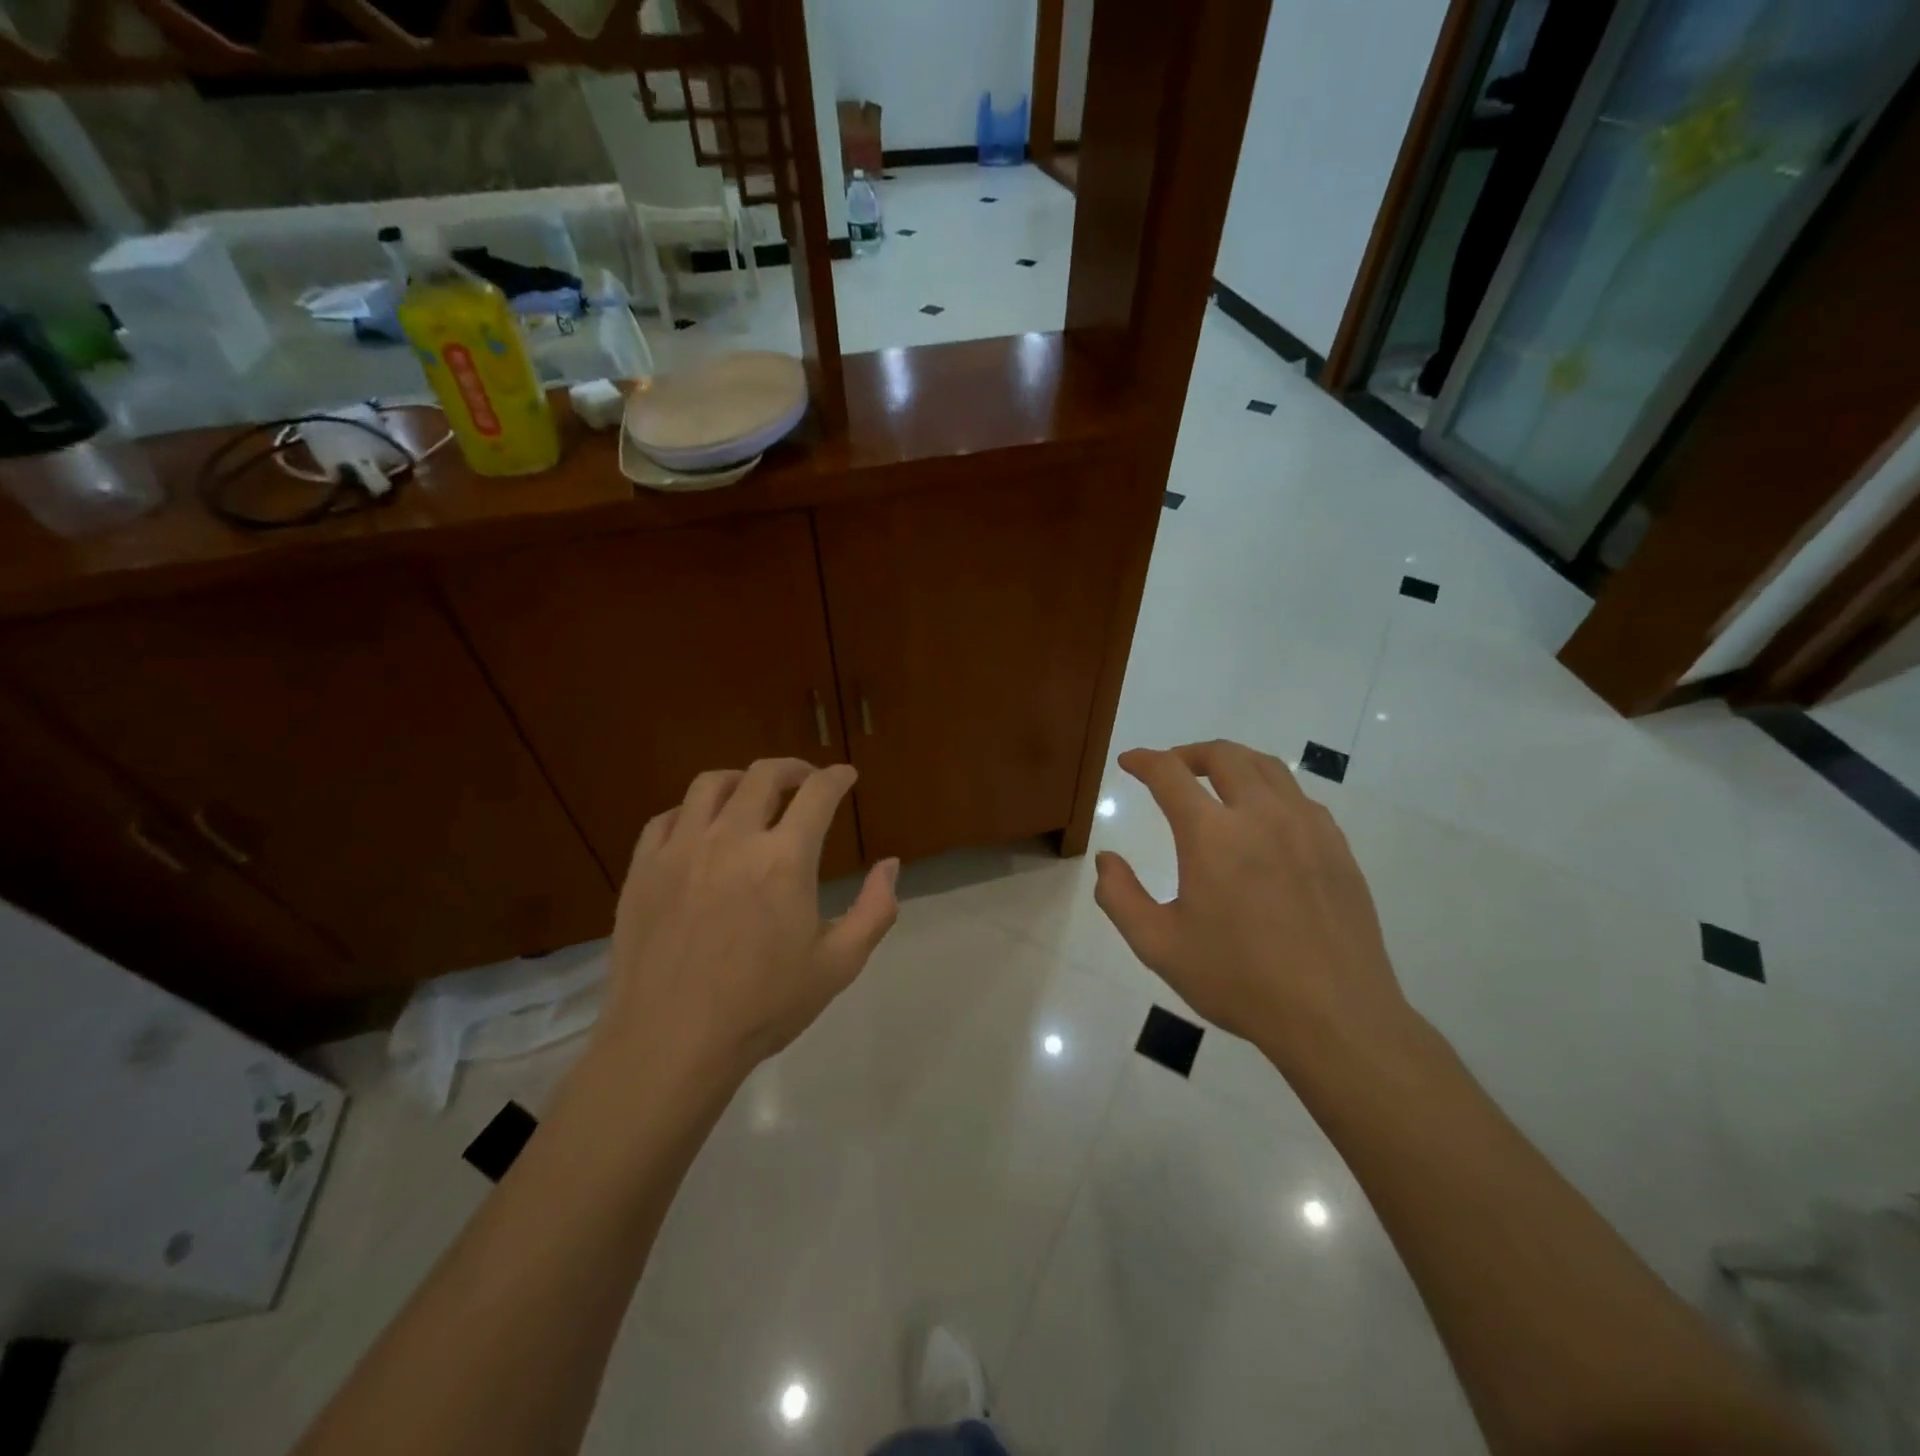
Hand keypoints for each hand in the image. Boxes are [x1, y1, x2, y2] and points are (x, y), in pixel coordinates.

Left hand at [599, 759, 898, 1083]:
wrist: (671, 1044)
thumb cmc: (763, 1007)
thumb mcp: (839, 965)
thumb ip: (875, 909)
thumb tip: (890, 864)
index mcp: (785, 859)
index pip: (818, 793)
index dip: (838, 777)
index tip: (846, 776)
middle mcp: (732, 839)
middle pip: (764, 775)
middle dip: (794, 769)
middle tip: (806, 780)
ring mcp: (680, 850)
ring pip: (710, 784)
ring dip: (741, 779)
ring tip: (752, 793)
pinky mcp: (643, 869)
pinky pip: (666, 818)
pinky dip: (691, 812)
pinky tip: (700, 829)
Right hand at [1093, 740, 1410, 1073]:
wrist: (1334, 1016)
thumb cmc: (1238, 980)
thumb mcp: (1159, 946)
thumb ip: (1120, 897)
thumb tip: (1107, 860)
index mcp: (1212, 835)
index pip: (1169, 774)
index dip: (1144, 761)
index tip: (1130, 761)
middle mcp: (1261, 815)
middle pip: (1224, 755)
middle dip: (1189, 752)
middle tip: (1171, 767)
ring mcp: (1307, 827)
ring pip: (1267, 767)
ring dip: (1232, 763)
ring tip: (1215, 782)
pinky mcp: (1337, 848)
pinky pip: (1299, 798)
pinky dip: (1270, 791)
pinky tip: (1264, 820)